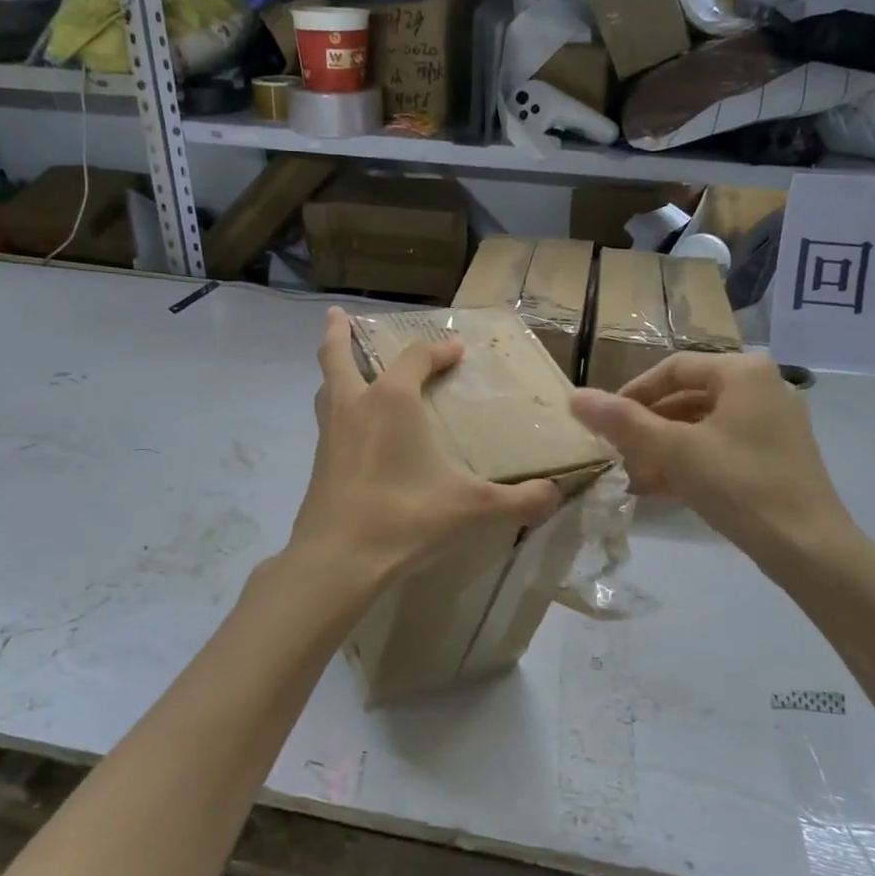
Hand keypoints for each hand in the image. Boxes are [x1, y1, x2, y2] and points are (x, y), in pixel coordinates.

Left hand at [288, 309, 560, 592]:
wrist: (338, 560)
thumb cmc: (406, 518)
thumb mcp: (474, 509)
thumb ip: (521, 500)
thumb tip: (556, 494)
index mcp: (392, 400)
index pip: (416, 357)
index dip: (439, 350)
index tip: (458, 353)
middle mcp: (355, 405)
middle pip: (338, 355)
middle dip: (339, 332)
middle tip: (339, 315)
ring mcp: (329, 433)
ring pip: (326, 387)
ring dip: (334, 370)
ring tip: (344, 368)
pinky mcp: (318, 462)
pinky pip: (326, 420)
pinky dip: (336, 409)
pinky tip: (353, 430)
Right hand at [568, 353, 853, 560]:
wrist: (810, 549)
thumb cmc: (740, 485)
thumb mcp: (674, 451)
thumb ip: (623, 422)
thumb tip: (576, 397)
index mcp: (743, 372)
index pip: (673, 368)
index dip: (632, 392)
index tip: (604, 422)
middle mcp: (764, 387)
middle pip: (689, 397)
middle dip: (648, 426)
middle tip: (616, 452)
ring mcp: (775, 424)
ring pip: (704, 426)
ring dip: (665, 448)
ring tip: (632, 475)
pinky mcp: (778, 456)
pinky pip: (723, 447)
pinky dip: (691, 462)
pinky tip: (662, 489)